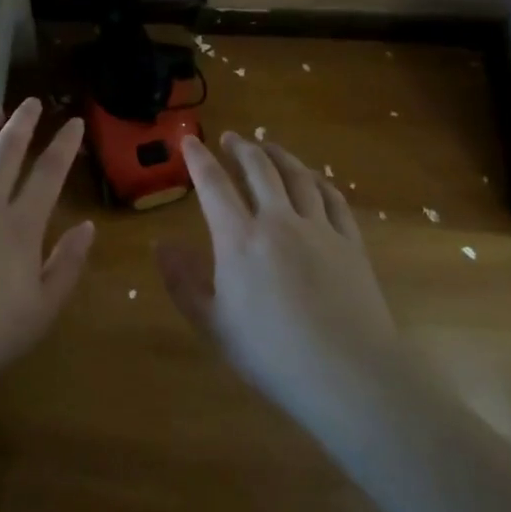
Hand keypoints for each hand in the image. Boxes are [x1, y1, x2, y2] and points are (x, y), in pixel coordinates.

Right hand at [156, 131, 399, 420]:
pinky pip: (332, 198)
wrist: (348, 373)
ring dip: (279, 155)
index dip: (199, 159)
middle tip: (231, 138)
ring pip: (297, 176)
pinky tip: (313, 178)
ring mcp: (319, 228)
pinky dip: (317, 180)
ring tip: (268, 146)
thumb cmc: (271, 354)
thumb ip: (183, 282)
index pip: (214, 185)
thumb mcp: (213, 324)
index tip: (189, 141)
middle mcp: (278, 221)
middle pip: (259, 169)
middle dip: (241, 148)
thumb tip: (161, 245)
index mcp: (239, 239)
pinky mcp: (350, 242)